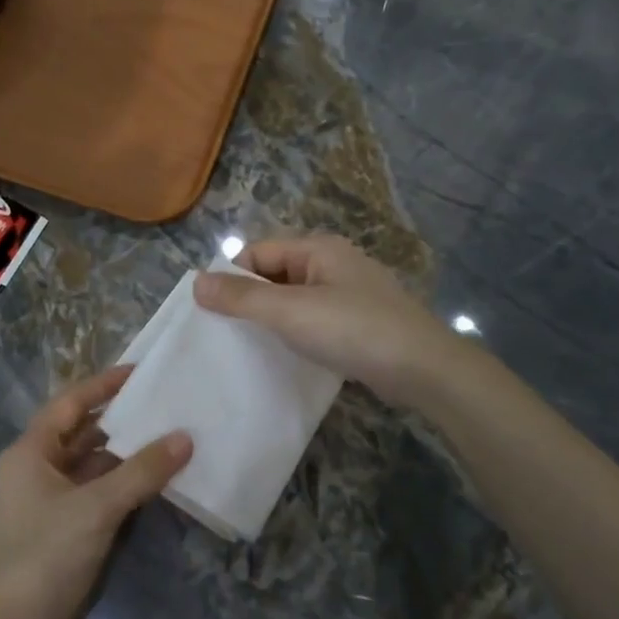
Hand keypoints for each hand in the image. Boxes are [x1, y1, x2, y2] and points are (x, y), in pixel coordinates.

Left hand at [0, 366, 191, 618]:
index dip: (103, 385)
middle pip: (82, 432)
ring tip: (169, 436)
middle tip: (164, 403)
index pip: (69, 403)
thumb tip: (185, 437)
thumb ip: (143, 470)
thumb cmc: (47, 554)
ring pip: (92, 464)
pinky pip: (97, 492)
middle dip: (121, 419)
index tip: (140, 372)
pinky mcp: (63, 527)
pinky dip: (123, 483)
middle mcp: (36, 469)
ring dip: (126, 454)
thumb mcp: (97, 507)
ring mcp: (49, 501)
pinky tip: (155, 478)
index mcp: (30, 452)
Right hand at [194, 234, 462, 408]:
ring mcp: (349, 295)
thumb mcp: (290, 311)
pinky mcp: (359, 324)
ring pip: (295, 301)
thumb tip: (196, 282)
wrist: (422, 368)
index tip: (210, 313)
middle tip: (223, 335)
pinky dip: (297, 335)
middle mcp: (333, 264)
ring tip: (247, 349)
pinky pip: (315, 322)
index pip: (258, 253)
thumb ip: (242, 297)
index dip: (232, 278)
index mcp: (318, 249)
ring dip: (272, 321)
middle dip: (250, 301)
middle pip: (275, 275)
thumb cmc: (353, 329)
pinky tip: (285, 357)